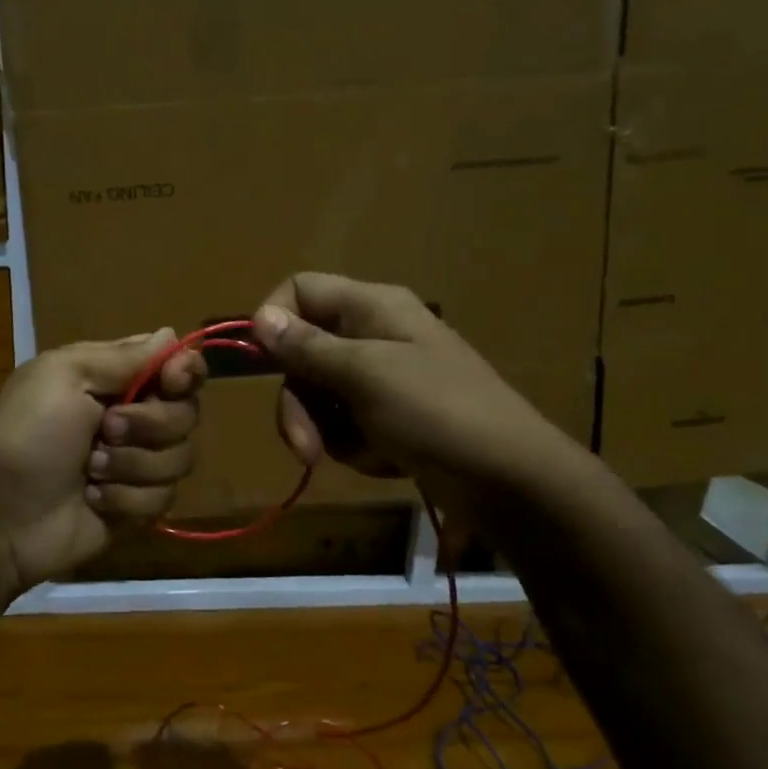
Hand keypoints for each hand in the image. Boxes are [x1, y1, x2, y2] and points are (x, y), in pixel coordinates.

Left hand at [0, 331, 205, 592]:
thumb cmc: (26, 434)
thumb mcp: (65, 376)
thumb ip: (124, 356)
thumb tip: (172, 334)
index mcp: (114, 378)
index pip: (176, 366)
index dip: (186, 372)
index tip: (173, 382)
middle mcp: (132, 417)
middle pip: (187, 413)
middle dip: (149, 425)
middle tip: (105, 429)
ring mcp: (136, 464)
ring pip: (180, 458)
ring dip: (132, 465)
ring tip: (90, 471)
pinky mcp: (136, 506)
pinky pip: (163, 498)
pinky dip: (125, 499)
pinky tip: (93, 500)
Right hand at [250, 272, 576, 511]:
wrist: (508, 477)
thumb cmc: (437, 411)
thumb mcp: (366, 374)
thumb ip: (308, 347)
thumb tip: (259, 317)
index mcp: (371, 307)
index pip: (301, 290)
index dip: (274, 320)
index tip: (262, 363)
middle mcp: (372, 335)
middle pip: (302, 353)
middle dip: (298, 403)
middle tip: (305, 447)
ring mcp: (381, 378)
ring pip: (319, 395)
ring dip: (325, 431)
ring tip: (359, 456)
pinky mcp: (388, 417)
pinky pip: (344, 424)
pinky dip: (354, 445)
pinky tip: (383, 460)